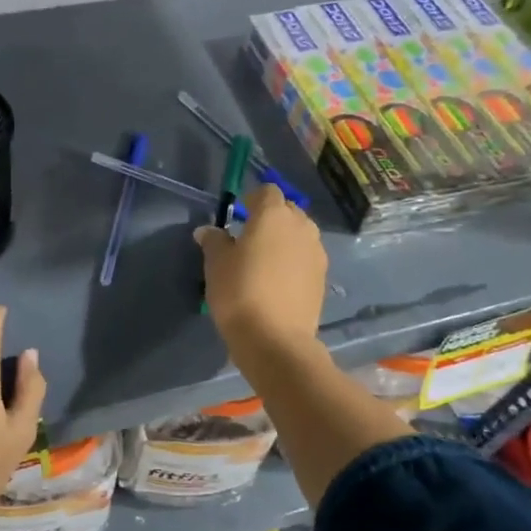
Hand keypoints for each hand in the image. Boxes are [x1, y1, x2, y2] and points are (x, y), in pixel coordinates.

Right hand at [194, 183, 326, 361]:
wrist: (275, 339)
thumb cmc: (239, 293)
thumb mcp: (216, 265)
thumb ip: (214, 242)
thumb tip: (208, 231)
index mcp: (273, 215)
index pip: (267, 191)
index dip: (252, 199)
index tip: (238, 215)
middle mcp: (301, 227)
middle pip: (287, 210)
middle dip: (270, 217)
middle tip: (249, 237)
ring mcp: (316, 252)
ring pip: (300, 234)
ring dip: (284, 239)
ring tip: (264, 259)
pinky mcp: (322, 277)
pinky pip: (306, 257)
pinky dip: (293, 261)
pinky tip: (277, 280)